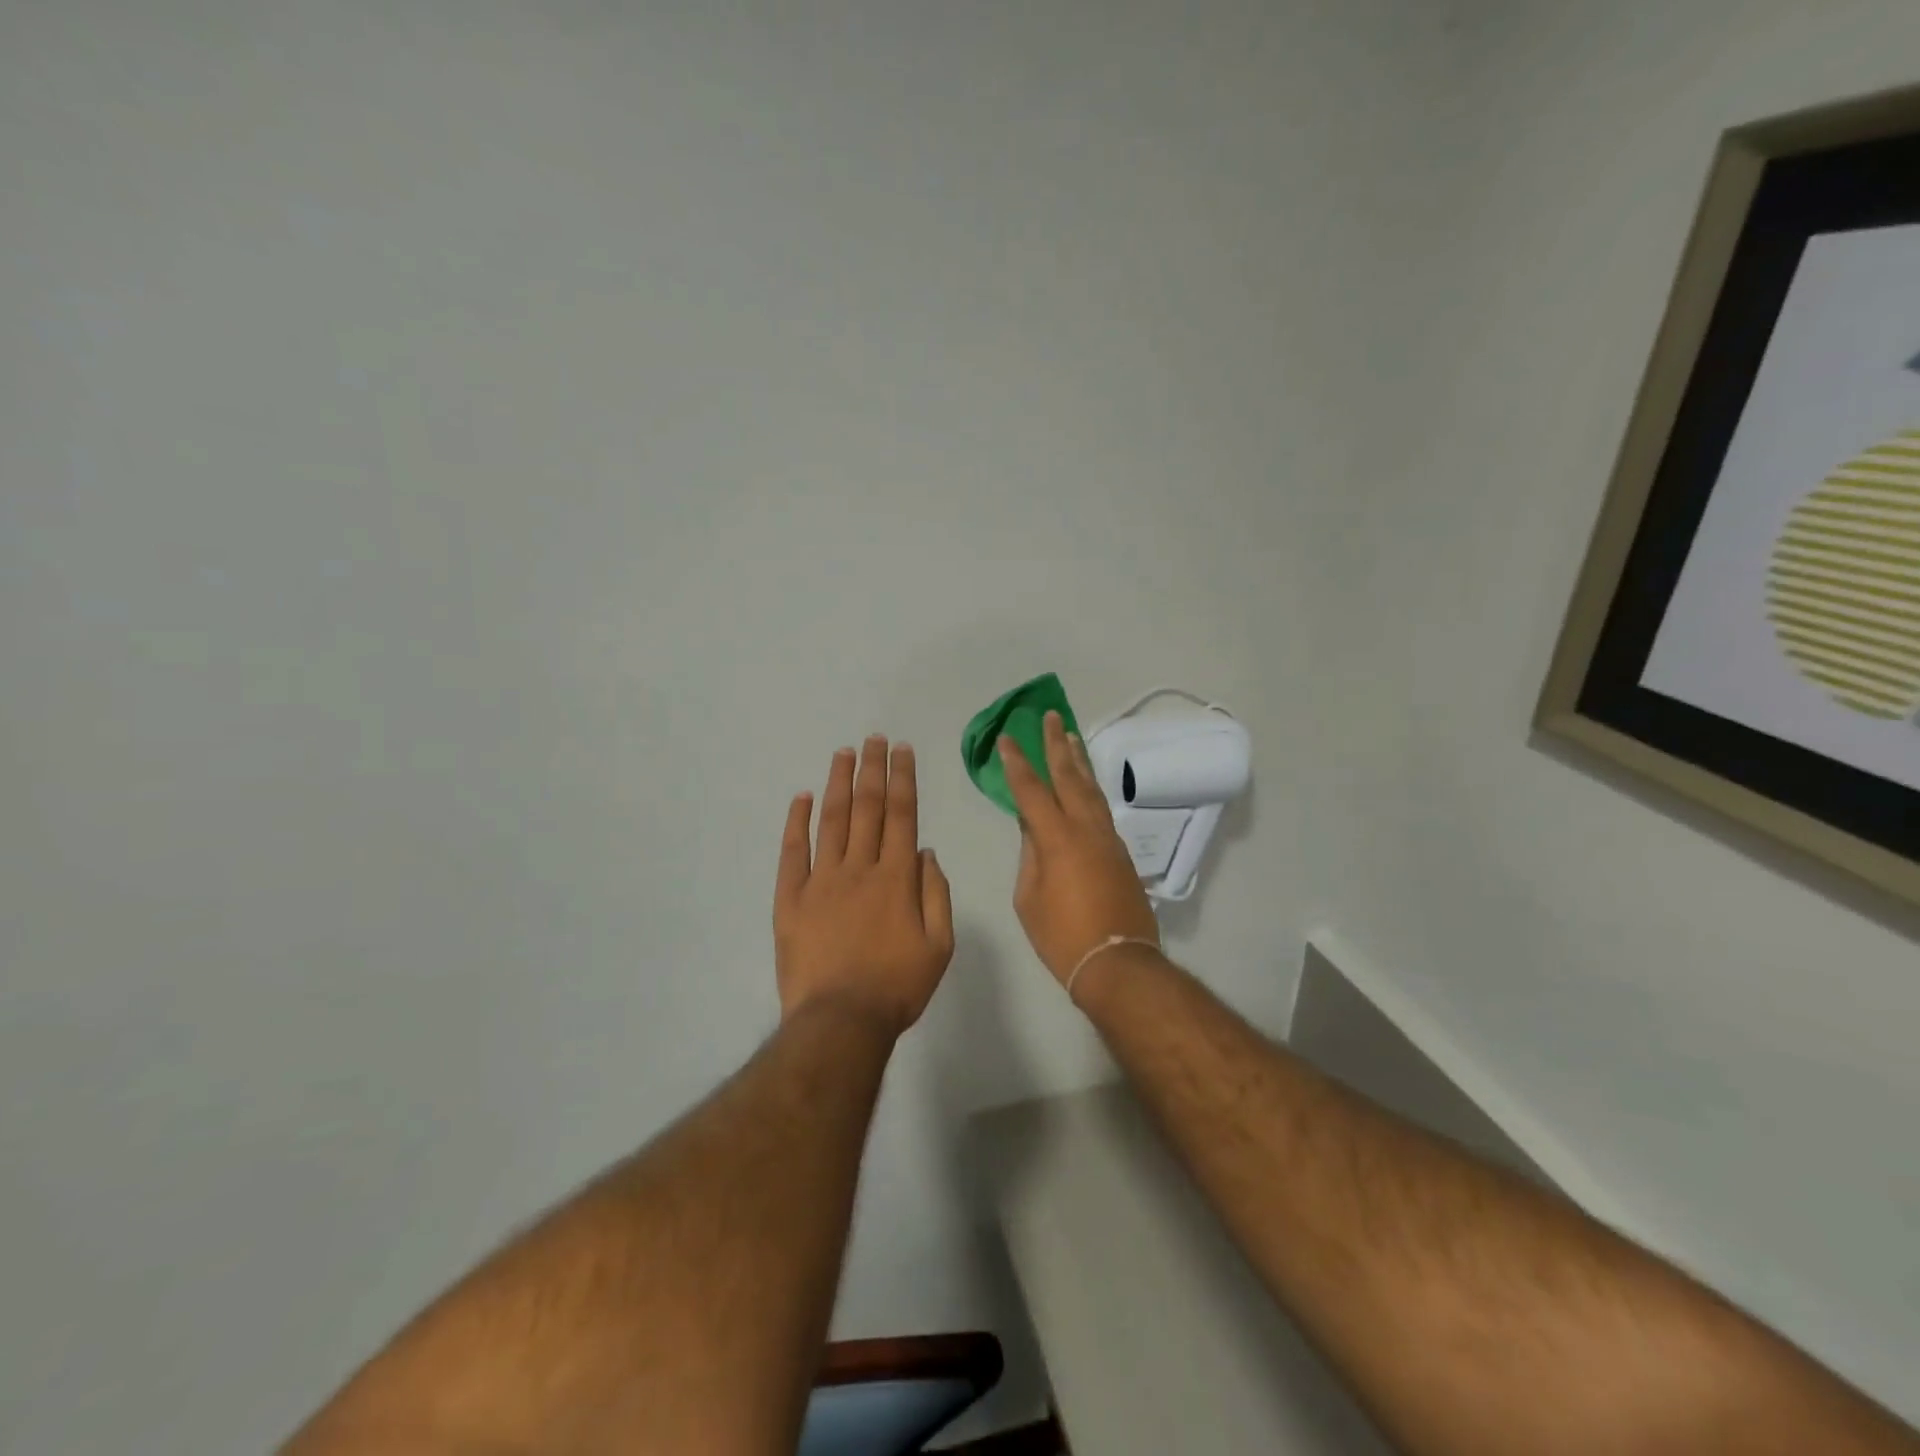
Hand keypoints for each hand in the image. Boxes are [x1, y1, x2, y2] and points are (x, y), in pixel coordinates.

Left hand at [774, 736, 954, 1033]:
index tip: (901, 750)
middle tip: (873, 738)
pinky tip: (800, 797)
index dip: (902, 778)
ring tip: (843, 753)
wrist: (841, 1021)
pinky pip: (792, 851)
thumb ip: (936, 894)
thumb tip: (926, 852)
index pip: (902, 815)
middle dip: (872, 769)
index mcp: (897, 878)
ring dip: (838, 783)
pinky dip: (796, 821)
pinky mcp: (790, 898)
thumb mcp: (939, 946)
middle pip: (867, 808)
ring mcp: (821, 880)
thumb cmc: (897, 986)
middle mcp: (859, 868)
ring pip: (832, 820)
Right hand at [999, 712, 1159, 988]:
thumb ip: (1030, 857)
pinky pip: (1101, 809)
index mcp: (1057, 838)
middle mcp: (1086, 828)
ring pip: (1091, 789)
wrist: (1118, 962)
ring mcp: (1108, 838)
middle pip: (1069, 777)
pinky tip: (1084, 784)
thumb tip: (1033, 829)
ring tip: (1069, 737)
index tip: (1007, 739)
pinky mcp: (1120, 852)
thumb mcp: (1029, 898)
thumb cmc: (1062, 936)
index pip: (1032, 790)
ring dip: (1078, 761)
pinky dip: (1090, 789)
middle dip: (1056, 745)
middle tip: (1050, 717)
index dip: (1017, 763)